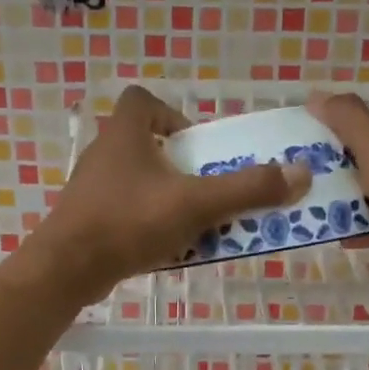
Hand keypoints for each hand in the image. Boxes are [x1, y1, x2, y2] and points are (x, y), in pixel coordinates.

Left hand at [29, 85, 309, 301]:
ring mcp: (90, 189)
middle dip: (178, 163)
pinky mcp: (87, 220)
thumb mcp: (195, 204)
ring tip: (193, 220)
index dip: (170, 113)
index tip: (195, 143)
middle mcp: (103, 154)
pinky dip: (147, 222)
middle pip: (144, 143)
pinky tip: (166, 247)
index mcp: (124, 134)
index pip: (142, 100)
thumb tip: (300, 175)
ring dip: (165, 195)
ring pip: (135, 182)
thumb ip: (246, 189)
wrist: (68, 269)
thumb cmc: (129, 222)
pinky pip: (124, 212)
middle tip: (204, 186)